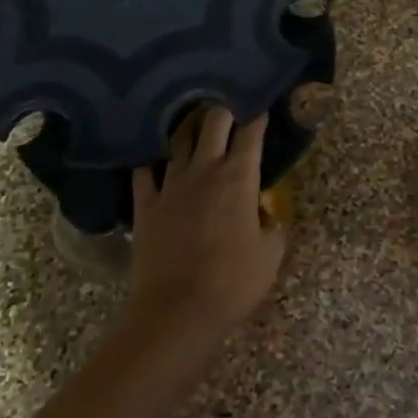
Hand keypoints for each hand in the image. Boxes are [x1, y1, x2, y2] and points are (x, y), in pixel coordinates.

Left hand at [129, 107, 285, 337]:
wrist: (177, 310)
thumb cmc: (233, 282)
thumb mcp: (270, 254)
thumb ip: (272, 225)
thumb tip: (264, 213)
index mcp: (239, 177)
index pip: (251, 133)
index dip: (258, 116)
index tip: (262, 107)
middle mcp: (204, 170)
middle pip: (213, 122)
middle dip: (224, 110)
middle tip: (230, 112)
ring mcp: (170, 184)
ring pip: (179, 140)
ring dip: (190, 130)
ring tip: (195, 127)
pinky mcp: (145, 203)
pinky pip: (145, 171)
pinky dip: (153, 162)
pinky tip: (157, 161)